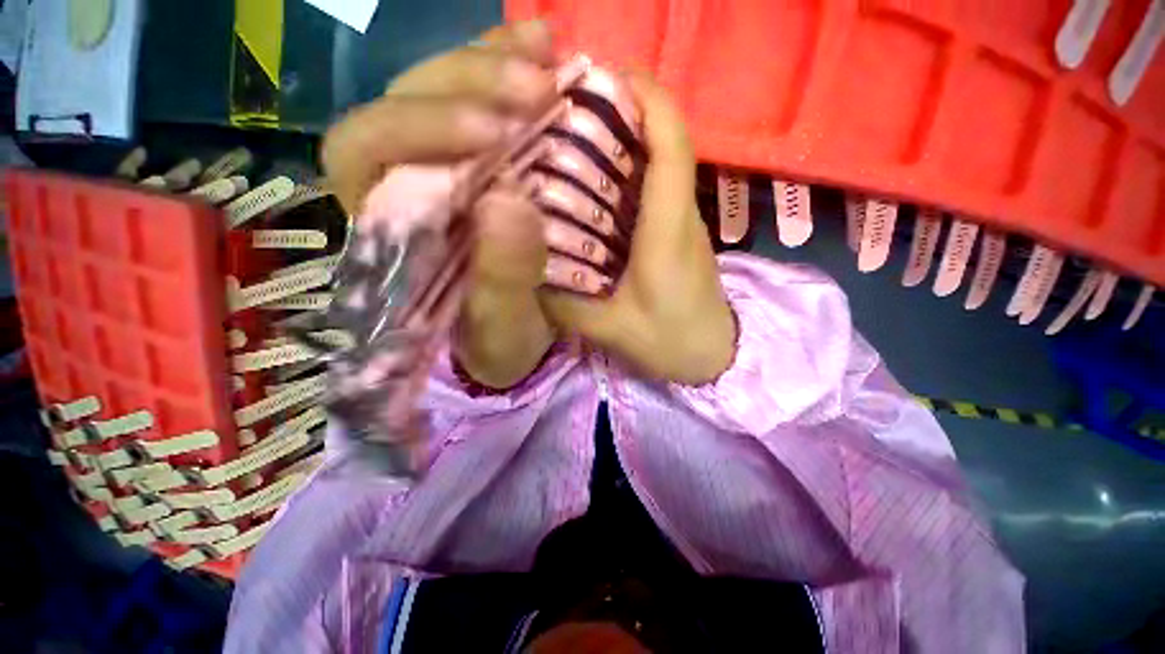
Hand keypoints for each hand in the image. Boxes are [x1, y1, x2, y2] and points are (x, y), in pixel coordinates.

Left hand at [321, 21, 557, 388]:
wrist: (518, 337)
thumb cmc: (502, 340)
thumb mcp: (503, 327)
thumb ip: (501, 281)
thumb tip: (509, 202)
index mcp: (391, 230)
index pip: (367, 151)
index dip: (423, 130)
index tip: (497, 134)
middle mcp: (403, 184)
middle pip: (405, 100)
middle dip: (470, 86)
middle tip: (538, 90)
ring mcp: (442, 163)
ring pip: (440, 85)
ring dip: (492, 62)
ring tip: (547, 54)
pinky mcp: (481, 159)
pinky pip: (481, 95)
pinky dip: (509, 64)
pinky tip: (544, 49)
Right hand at [541, 73, 735, 384]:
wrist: (713, 356)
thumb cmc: (670, 343)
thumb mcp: (609, 330)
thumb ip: (565, 304)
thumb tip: (526, 272)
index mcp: (667, 233)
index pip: (672, 148)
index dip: (649, 101)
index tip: (611, 76)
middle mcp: (681, 215)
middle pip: (665, 143)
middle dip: (626, 112)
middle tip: (572, 108)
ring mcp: (683, 222)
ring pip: (661, 162)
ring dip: (625, 139)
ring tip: (576, 136)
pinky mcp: (678, 233)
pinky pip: (656, 188)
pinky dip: (629, 170)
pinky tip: (596, 182)